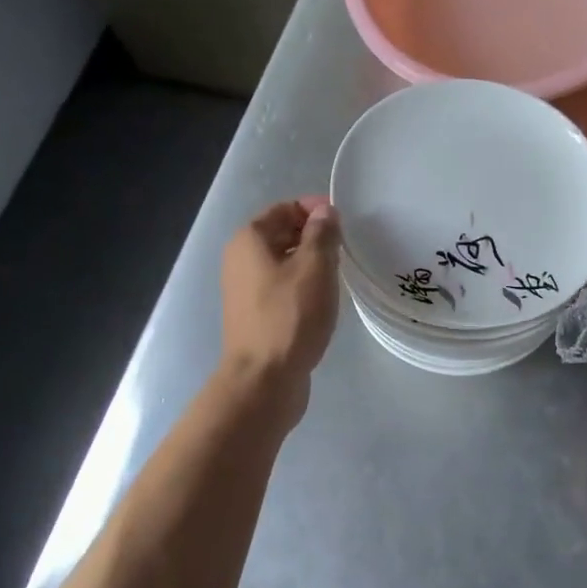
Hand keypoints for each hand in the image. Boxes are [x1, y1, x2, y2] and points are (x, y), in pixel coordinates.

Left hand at [220, 197, 339, 418]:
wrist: (264, 379)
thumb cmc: (290, 316)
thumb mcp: (315, 267)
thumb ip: (322, 234)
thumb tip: (324, 212)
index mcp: (249, 240)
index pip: (283, 208)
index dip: (314, 209)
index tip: (343, 224)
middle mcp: (240, 260)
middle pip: (281, 234)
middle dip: (314, 235)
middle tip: (345, 248)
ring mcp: (245, 290)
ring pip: (283, 263)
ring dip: (311, 262)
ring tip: (339, 273)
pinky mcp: (255, 315)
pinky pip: (282, 287)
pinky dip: (303, 286)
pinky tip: (323, 300)